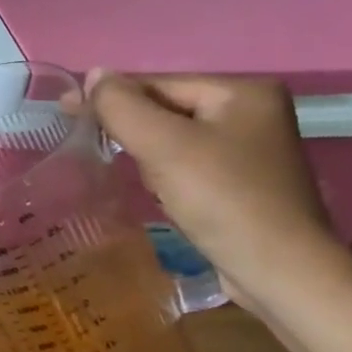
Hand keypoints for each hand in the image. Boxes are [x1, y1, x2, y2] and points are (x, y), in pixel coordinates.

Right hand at [84, 71, 341, 309]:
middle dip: (137, 135)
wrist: (283, 277)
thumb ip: (120, 104)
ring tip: (152, 186)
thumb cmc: (224, 200)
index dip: (112, 100)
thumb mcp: (162, 145)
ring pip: (173, 140)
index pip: (158, 84)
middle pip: (166, 111)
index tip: (68, 114)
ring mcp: (252, 151)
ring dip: (150, 159)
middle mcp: (254, 113)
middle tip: (110, 155)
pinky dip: (169, 178)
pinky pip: (189, 166)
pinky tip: (168, 199)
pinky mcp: (246, 184)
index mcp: (244, 91)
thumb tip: (93, 75)